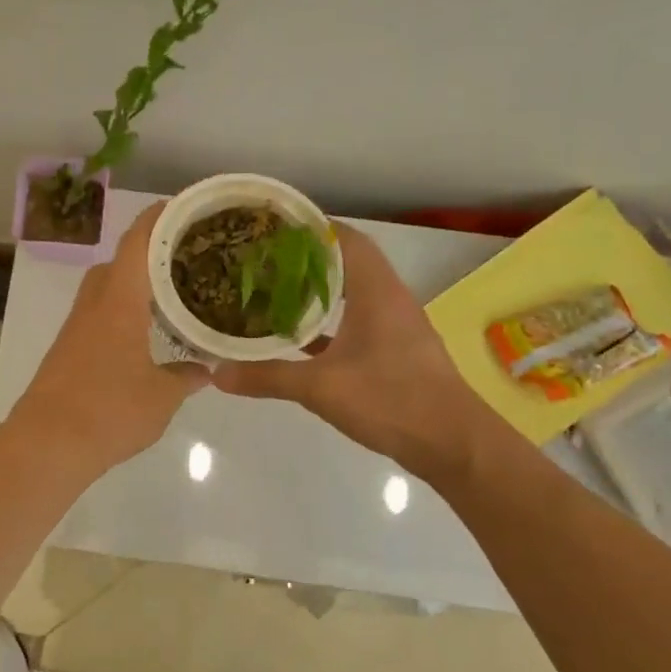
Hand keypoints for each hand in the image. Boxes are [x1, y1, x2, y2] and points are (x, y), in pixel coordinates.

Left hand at [11, 203, 210, 470]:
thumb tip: (206, 368)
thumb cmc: (109, 410)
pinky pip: (99, 313)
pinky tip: (144, 334)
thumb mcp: (162, 396)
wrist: (47, 443)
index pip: (138, 242)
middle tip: (186, 258)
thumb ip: (187, 376)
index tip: (183, 207)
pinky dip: (123, 309)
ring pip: (107, 287)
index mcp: (119, 300)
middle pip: (120, 261)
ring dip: (135, 283)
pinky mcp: (67, 348)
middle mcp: (94, 303)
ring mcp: (76, 326)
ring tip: (170, 294)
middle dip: (150, 252)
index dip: (158, 217)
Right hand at [215, 223, 487, 479]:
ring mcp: (395, 324)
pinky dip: (330, 320)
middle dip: (305, 257)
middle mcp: (388, 297)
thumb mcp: (320, 388)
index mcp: (376, 290)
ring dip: (318, 288)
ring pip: (351, 292)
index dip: (308, 227)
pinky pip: (357, 320)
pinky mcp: (395, 350)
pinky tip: (299, 336)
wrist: (454, 444)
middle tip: (262, 258)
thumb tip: (216, 373)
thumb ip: (267, 377)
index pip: (343, 238)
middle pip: (346, 260)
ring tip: (274, 289)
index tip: (270, 227)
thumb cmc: (391, 400)